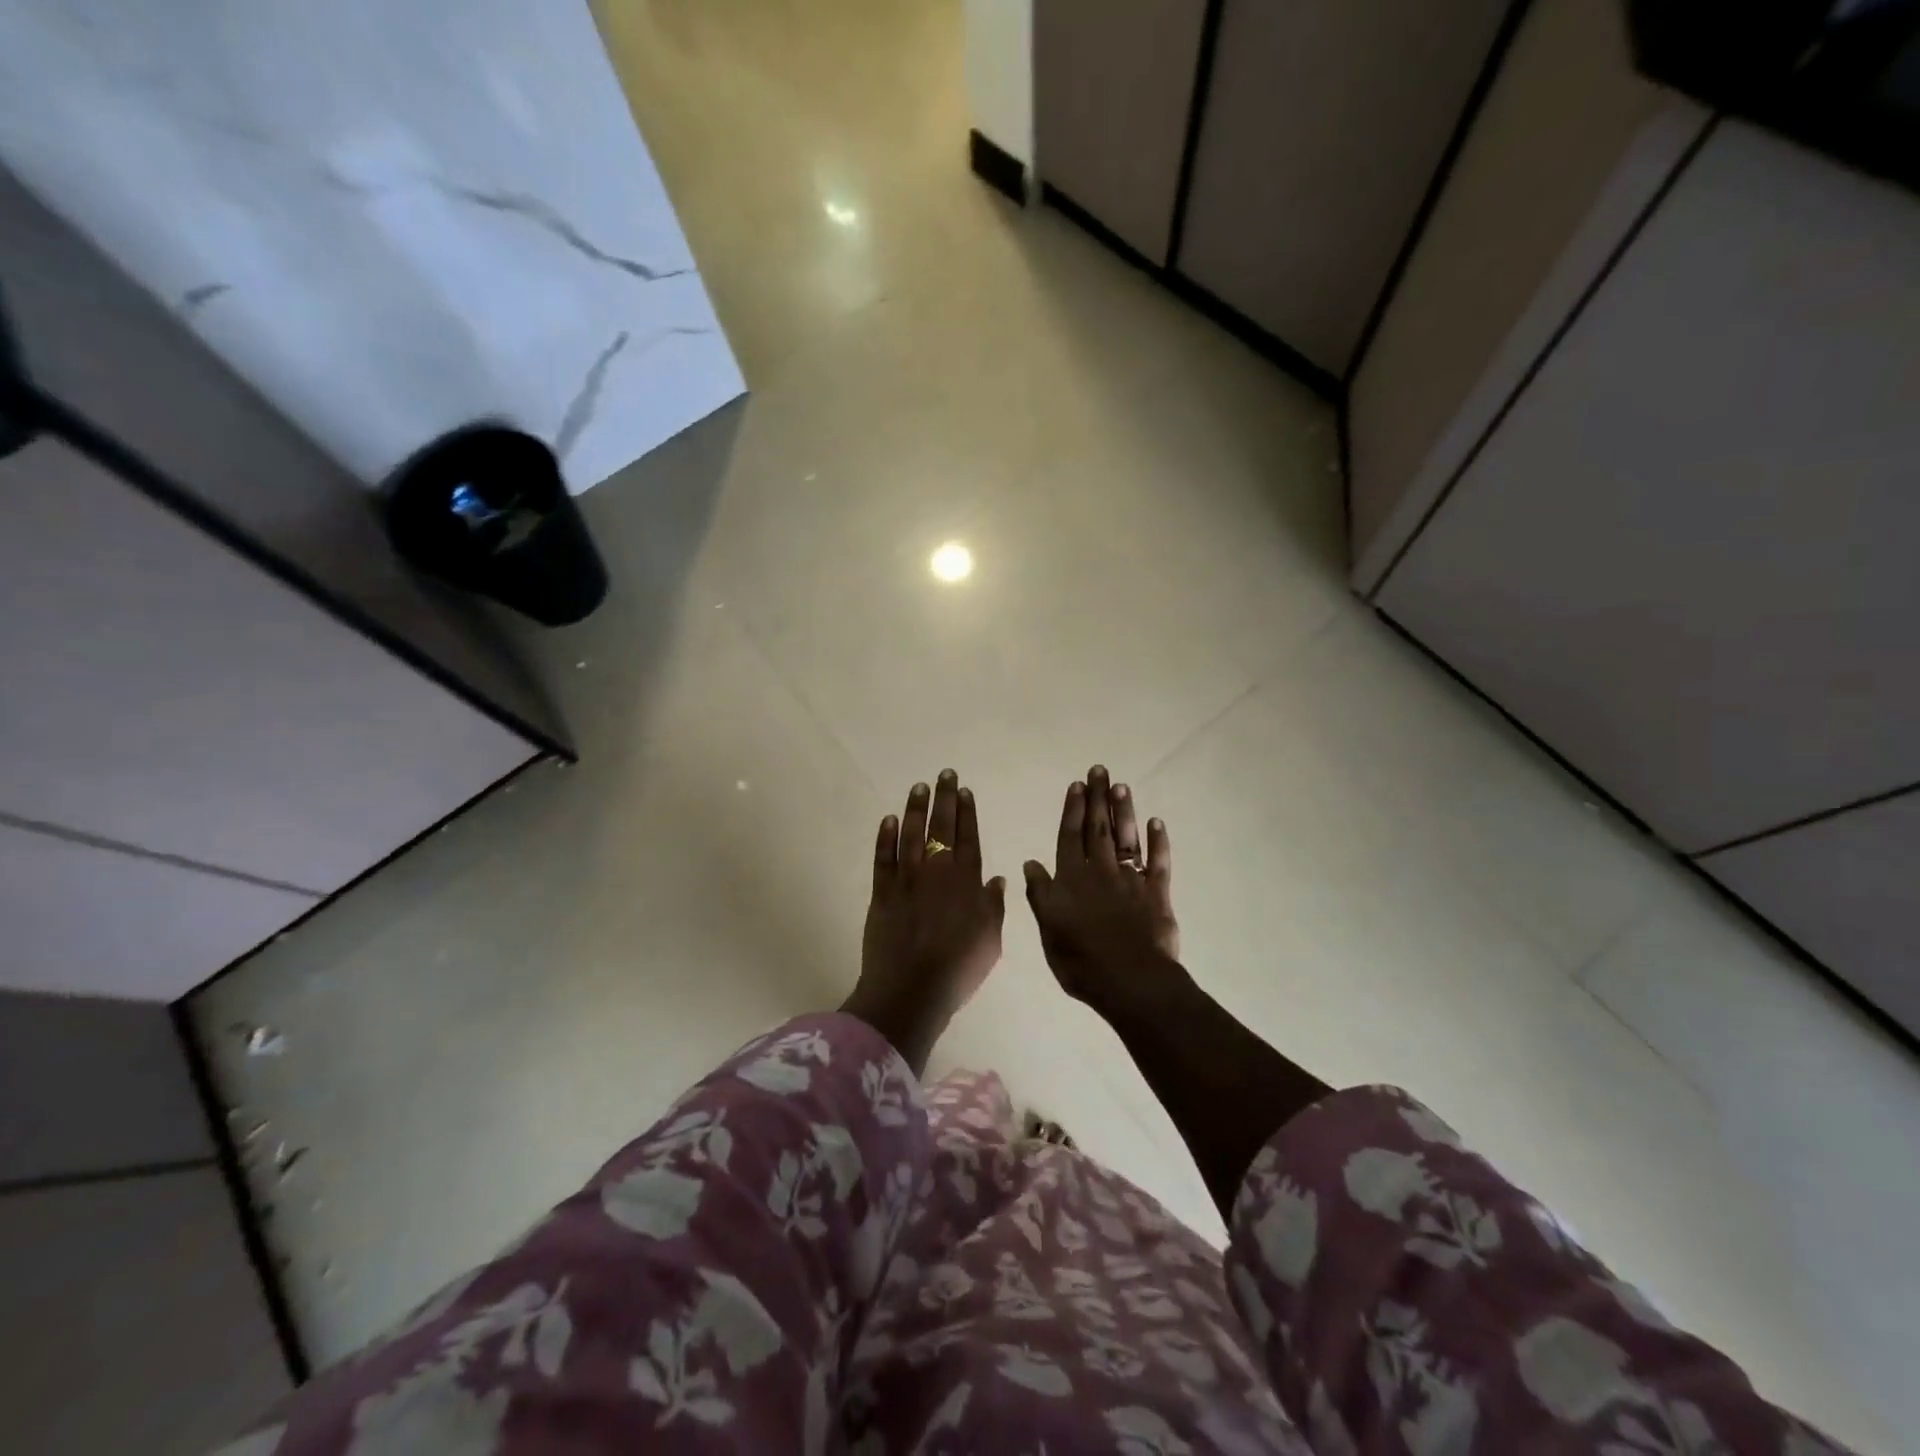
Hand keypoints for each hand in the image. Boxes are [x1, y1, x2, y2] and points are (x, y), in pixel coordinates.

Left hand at [844, 771, 1006, 1072]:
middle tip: (944, 774)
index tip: (964, 790)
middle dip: (944, 799)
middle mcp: (937, 872)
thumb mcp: (991, 941)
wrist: (911, 989)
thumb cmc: (959, 969)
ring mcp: (907, 880)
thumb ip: (994, 907)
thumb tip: (996, 879)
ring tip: (918, 787)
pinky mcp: (882, 892)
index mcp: (966, 882)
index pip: (968, 838)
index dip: (966, 812)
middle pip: (941, 827)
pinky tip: (888, 819)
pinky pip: (883, 858)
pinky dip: (885, 837)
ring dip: (915, 809)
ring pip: (910, 835)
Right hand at [1023, 765, 1180, 1014]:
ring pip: (1126, 838)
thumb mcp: (1048, 929)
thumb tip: (1031, 862)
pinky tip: (1156, 822)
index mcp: (1072, 879)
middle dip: (1098, 798)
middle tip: (1100, 769)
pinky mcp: (1156, 894)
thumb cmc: (1081, 960)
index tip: (1076, 784)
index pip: (1070, 836)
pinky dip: (1158, 841)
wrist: (1130, 981)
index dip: (1072, 810)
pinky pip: (1158, 862)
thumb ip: (1040, 893)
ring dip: (1124, 811)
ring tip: (1121, 786)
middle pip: (1098, 828)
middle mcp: (1100, 871)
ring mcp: (1131, 880)